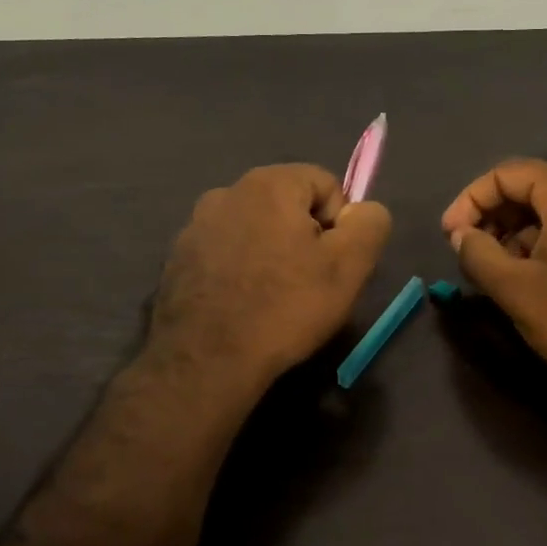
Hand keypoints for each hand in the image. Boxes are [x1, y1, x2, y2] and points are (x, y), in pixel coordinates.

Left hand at [149, 163, 391, 390]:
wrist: (207, 361)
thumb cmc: (285, 307)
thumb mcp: (349, 266)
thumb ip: (369, 223)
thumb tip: (363, 211)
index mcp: (269, 184)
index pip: (325, 184)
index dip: (340, 223)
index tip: (333, 264)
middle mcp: (226, 192)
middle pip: (287, 205)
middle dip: (305, 238)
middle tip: (309, 284)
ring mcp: (195, 226)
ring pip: (254, 230)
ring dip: (271, 254)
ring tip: (274, 298)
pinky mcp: (177, 259)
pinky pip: (224, 253)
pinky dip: (239, 271)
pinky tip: (243, 305)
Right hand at [440, 161, 546, 408]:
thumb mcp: (516, 289)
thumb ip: (478, 254)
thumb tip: (462, 235)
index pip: (507, 174)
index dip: (470, 201)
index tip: (450, 236)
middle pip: (533, 188)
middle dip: (495, 217)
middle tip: (471, 253)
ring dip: (520, 233)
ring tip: (500, 271)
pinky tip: (537, 278)